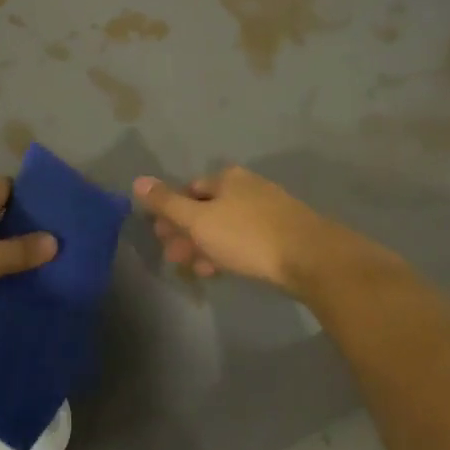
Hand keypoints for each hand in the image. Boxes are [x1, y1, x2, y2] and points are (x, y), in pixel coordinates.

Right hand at [135, 166, 392, 295]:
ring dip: (206, 245)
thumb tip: (137, 180)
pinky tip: (224, 270)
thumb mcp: (199, 220)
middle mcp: (247, 187)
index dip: (171, 213)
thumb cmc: (248, 236)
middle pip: (207, 208)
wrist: (312, 258)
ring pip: (226, 226)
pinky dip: (229, 252)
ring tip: (198, 271)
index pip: (188, 190)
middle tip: (175, 258)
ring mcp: (269, 209)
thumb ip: (167, 203)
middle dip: (187, 232)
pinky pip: (246, 239)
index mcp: (227, 178)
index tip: (162, 237)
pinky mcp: (284, 233)